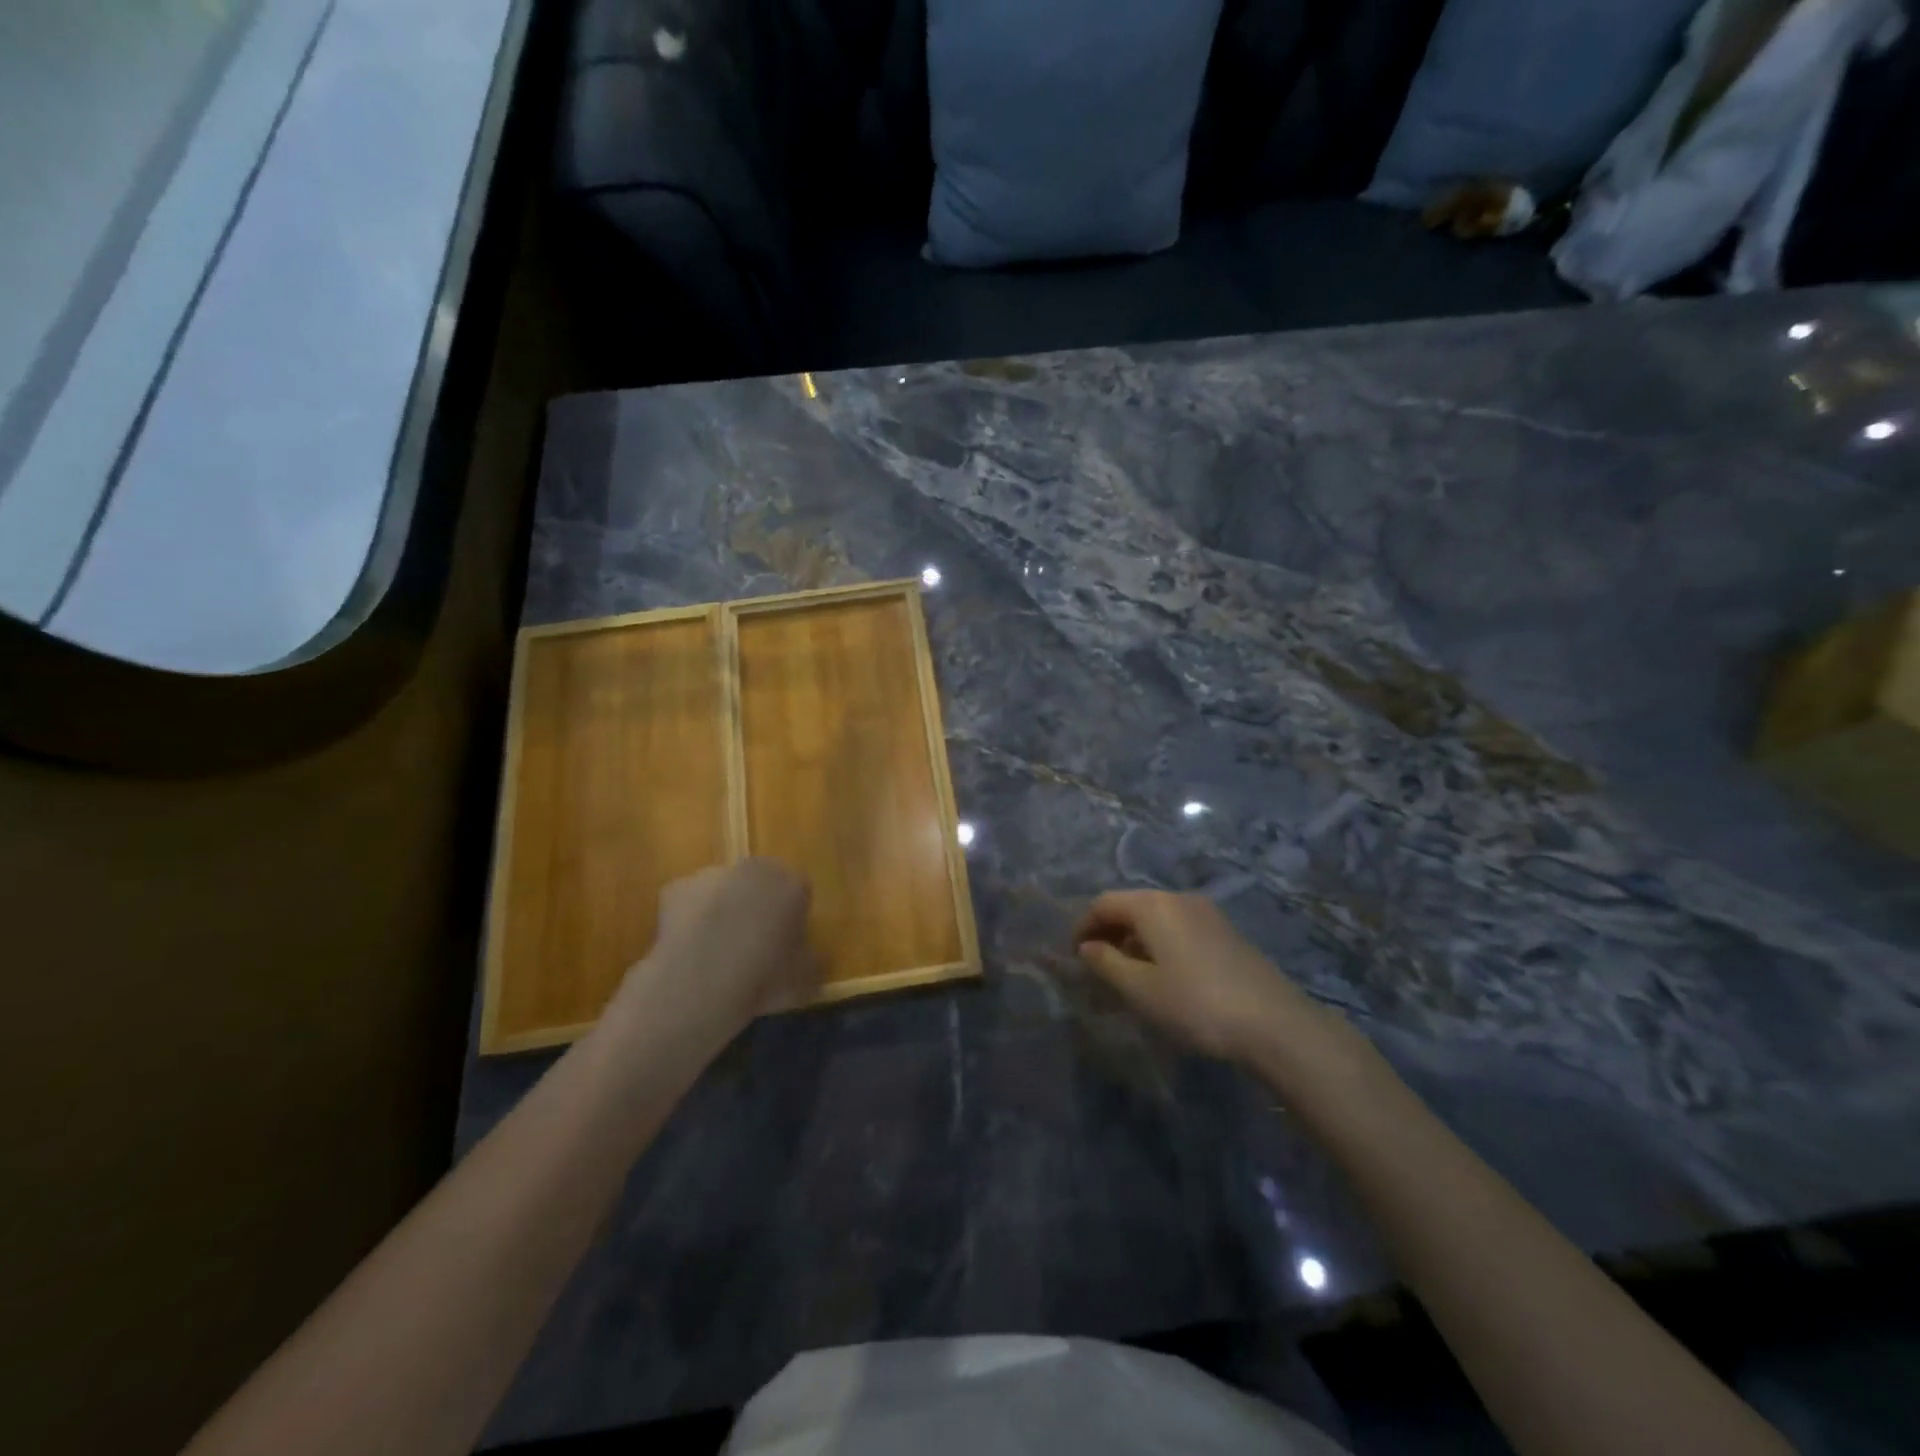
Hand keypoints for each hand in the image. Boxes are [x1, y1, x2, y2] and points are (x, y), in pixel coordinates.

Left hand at [616, 859, 816, 1042]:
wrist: (699, 982)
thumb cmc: (763, 977)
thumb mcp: (805, 978)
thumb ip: (808, 958)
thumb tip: (803, 954)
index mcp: (792, 883)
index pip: (799, 893)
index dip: (792, 919)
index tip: (785, 945)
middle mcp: (754, 868)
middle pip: (761, 883)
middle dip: (758, 905)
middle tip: (753, 944)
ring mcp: (713, 874)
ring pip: (725, 890)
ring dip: (724, 909)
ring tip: (716, 951)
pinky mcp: (676, 887)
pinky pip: (691, 902)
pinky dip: (691, 918)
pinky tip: (689, 949)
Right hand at [1075, 890, 1313, 1061]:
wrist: (1274, 1023)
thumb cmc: (1196, 1004)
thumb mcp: (1140, 989)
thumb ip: (1106, 963)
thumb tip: (1087, 947)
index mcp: (1153, 905)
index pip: (1104, 903)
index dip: (1083, 926)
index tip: (1075, 956)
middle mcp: (1178, 898)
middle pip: (1131, 904)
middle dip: (1109, 930)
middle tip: (1097, 964)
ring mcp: (1206, 912)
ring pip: (1156, 915)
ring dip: (1135, 937)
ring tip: (1128, 972)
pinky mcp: (1225, 930)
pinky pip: (1179, 925)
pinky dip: (1160, 941)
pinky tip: (1165, 972)